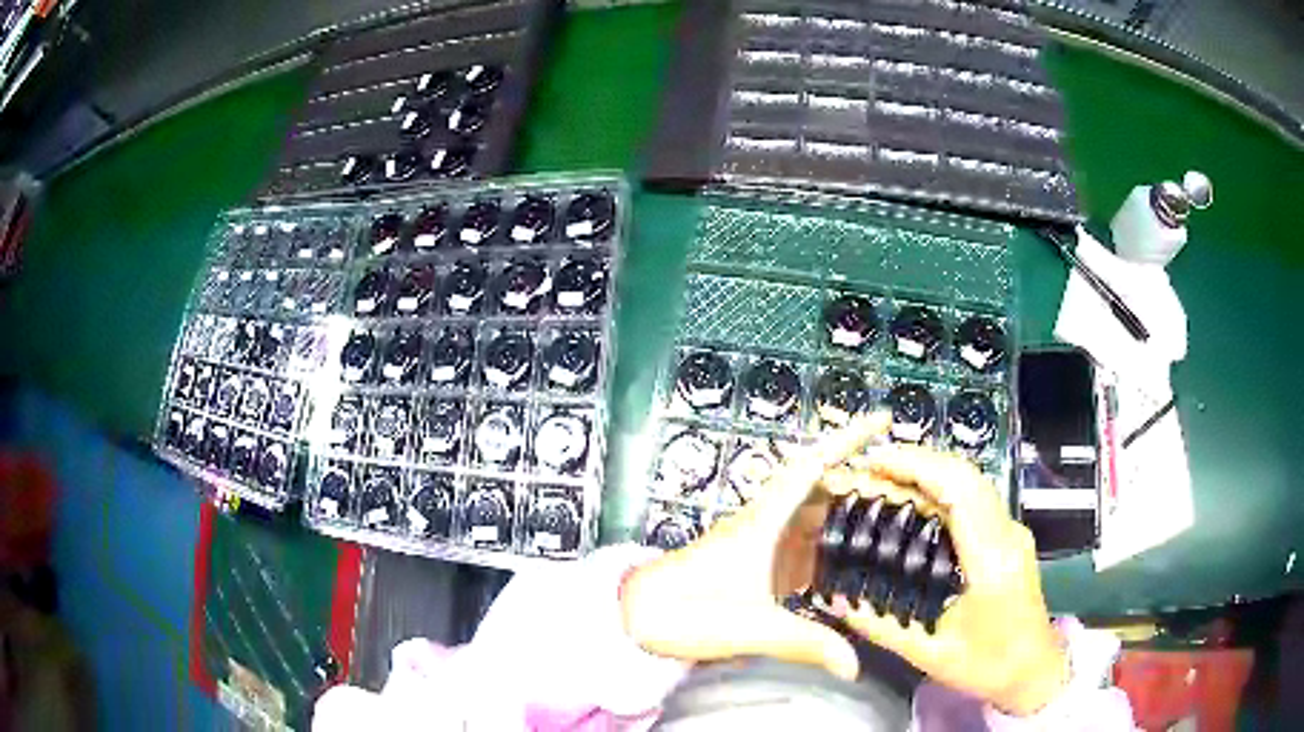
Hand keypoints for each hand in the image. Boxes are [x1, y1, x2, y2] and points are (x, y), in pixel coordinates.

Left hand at [620, 414, 890, 680]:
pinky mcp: (756, 568)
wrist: (636, 618)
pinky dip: (828, 553)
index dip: (849, 438)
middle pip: (823, 492)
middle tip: (911, 496)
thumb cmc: (686, 611)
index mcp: (764, 521)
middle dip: (863, 487)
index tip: (884, 419)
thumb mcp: (751, 629)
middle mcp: (766, 525)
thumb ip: (806, 644)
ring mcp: (761, 546)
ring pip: (813, 521)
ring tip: (893, 526)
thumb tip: (854, 667)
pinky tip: (851, 570)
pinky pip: (801, 551)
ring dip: (847, 519)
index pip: (813, 466)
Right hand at [823, 445, 1067, 715]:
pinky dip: (942, 489)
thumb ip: (881, 628)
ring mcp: (1012, 531)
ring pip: (972, 481)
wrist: (1035, 670)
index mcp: (991, 560)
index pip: (960, 490)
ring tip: (885, 479)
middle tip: (870, 468)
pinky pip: (975, 498)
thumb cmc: (987, 666)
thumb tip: (835, 601)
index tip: (876, 462)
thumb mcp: (928, 656)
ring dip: (930, 472)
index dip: (918, 466)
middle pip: (966, 475)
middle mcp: (1007, 534)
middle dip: (918, 462)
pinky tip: (915, 502)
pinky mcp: (1009, 536)